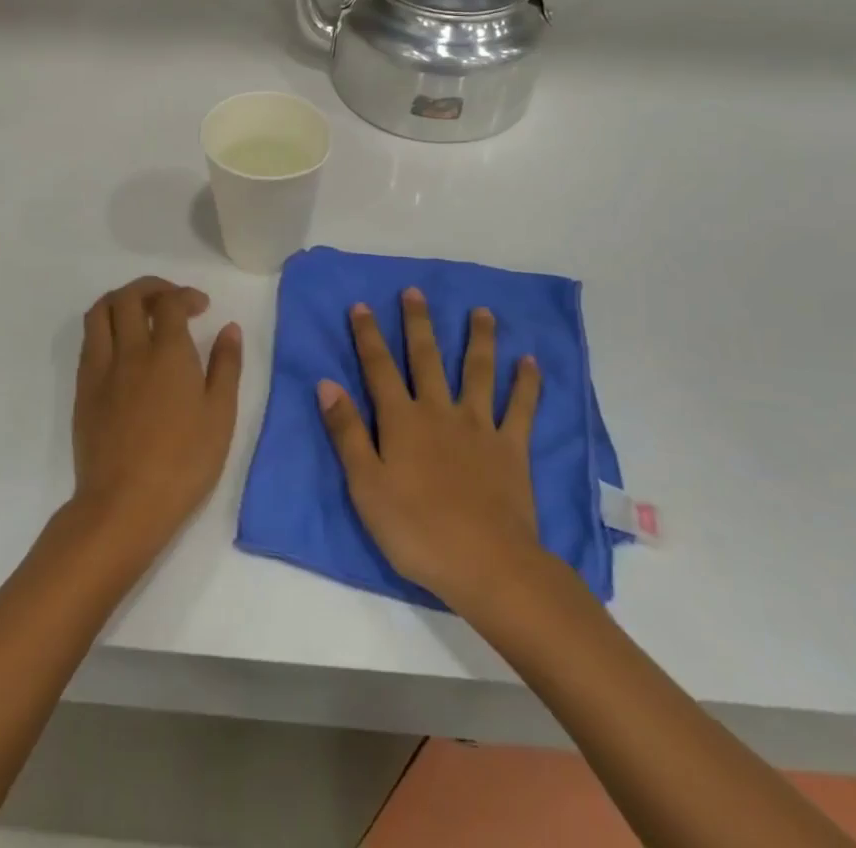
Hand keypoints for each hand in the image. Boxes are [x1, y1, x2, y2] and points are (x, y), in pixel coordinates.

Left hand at [70, 276, 242, 566]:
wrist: (123, 505)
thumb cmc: (183, 462)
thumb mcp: (221, 416)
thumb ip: (226, 366)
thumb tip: (229, 328)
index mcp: (168, 352)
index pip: (170, 303)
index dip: (186, 296)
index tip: (201, 307)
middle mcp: (130, 350)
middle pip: (129, 297)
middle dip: (152, 288)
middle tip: (171, 300)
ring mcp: (101, 369)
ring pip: (100, 312)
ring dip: (122, 300)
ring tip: (141, 312)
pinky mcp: (83, 390)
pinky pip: (89, 341)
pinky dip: (106, 327)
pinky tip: (122, 346)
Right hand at [318, 289, 543, 605]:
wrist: (486, 564)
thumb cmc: (416, 530)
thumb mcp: (366, 486)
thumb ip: (346, 432)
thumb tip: (327, 384)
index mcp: (401, 421)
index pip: (379, 368)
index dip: (368, 336)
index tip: (362, 305)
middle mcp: (439, 411)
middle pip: (427, 358)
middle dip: (418, 323)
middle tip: (415, 291)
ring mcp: (478, 426)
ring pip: (477, 372)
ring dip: (479, 339)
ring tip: (482, 311)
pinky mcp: (511, 447)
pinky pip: (520, 408)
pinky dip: (525, 384)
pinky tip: (529, 361)